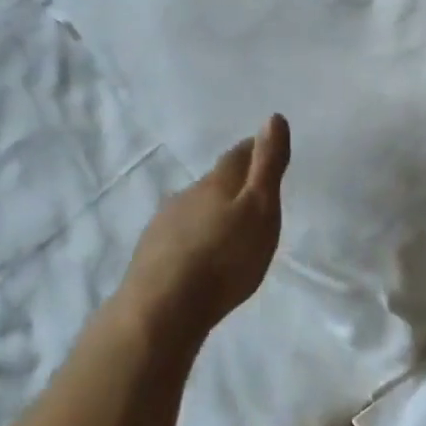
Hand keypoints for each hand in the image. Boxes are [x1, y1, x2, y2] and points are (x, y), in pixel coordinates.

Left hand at [119, 114, 289, 341]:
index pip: (239, 155)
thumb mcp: (260, 210)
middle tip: (253, 193)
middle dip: (234, 183)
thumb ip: (268, 166)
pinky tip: (199, 253)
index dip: (255, 149)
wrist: (162, 308)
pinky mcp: (152, 253)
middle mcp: (188, 194)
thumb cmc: (224, 258)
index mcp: (218, 182)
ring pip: (195, 207)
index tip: (267, 147)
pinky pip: (180, 234)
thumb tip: (273, 118)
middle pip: (216, 181)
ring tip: (228, 226)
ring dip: (212, 211)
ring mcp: (165, 223)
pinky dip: (194, 236)